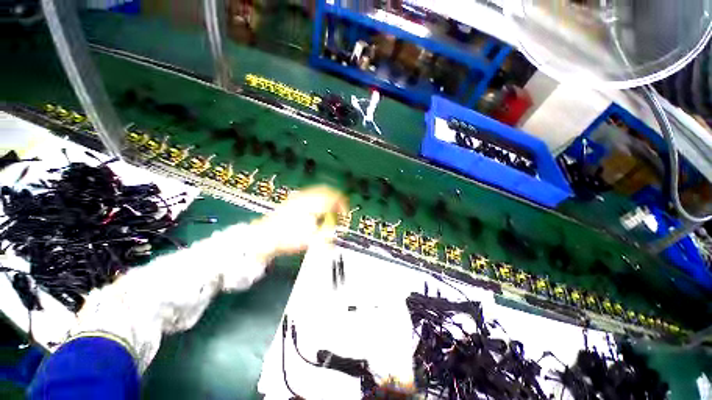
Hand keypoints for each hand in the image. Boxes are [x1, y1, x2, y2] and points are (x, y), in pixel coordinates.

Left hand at [250, 186, 346, 261]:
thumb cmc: (287, 237)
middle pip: (327, 190)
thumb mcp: (311, 238)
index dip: (342, 204)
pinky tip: (318, 208)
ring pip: (319, 190)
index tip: (344, 213)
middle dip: (336, 199)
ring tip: (330, 209)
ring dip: (328, 198)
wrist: (264, 236)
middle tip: (340, 209)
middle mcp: (306, 197)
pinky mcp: (294, 200)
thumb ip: (327, 231)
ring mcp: (298, 197)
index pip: (333, 197)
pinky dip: (319, 199)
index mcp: (312, 204)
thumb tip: (337, 229)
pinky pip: (311, 194)